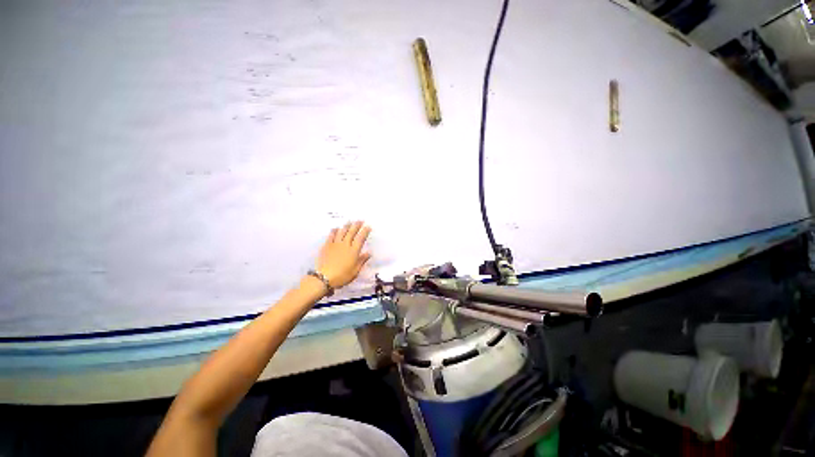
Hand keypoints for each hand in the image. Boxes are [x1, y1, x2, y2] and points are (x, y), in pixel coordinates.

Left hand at [316, 221, 371, 288]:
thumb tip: (369, 253)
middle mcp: (345, 245)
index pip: (361, 238)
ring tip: (349, 222)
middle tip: (360, 220)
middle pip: (351, 232)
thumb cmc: (342, 276)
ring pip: (342, 232)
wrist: (324, 277)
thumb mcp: (355, 271)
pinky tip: (336, 228)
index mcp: (354, 251)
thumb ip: (362, 261)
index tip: (368, 226)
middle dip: (356, 225)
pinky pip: (331, 236)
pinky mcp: (327, 246)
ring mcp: (335, 244)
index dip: (365, 231)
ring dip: (346, 226)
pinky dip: (334, 231)